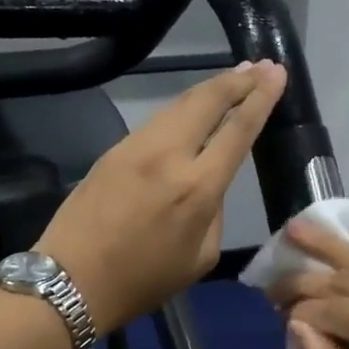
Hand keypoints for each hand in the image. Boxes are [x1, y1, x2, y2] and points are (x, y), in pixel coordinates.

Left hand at [36, 61, 286, 331]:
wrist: (72, 281)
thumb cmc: (143, 281)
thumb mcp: (199, 257)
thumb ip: (213, 212)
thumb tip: (209, 185)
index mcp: (197, 188)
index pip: (237, 130)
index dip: (261, 98)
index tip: (277, 74)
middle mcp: (169, 156)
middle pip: (207, 101)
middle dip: (237, 80)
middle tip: (261, 66)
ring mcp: (136, 148)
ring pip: (179, 105)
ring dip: (210, 88)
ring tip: (234, 78)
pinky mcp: (114, 150)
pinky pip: (157, 121)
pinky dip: (182, 108)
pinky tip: (193, 109)